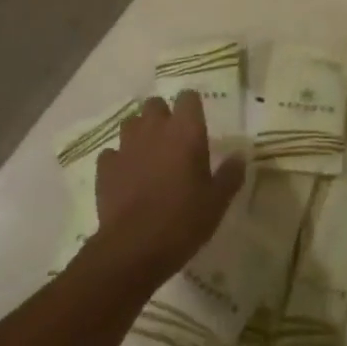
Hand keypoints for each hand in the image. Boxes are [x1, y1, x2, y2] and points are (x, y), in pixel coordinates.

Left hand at [93, 93, 244, 285]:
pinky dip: (118, 159)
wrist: (133, 249)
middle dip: (163, 115)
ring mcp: (126, 147)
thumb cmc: (183, 220)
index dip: (192, 106)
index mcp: (186, 131)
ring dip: (140, 132)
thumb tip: (240, 155)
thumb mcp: (217, 201)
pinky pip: (111, 153)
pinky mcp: (106, 169)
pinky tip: (126, 175)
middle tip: (173, 139)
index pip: (188, 97)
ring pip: (131, 123)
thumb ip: (230, 174)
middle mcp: (155, 130)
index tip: (197, 122)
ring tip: (148, 153)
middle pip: (155, 104)